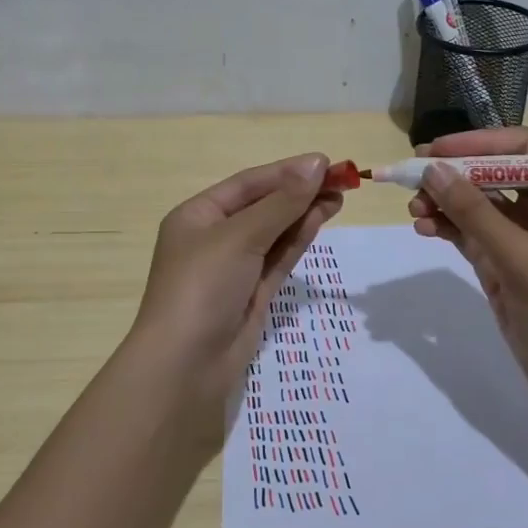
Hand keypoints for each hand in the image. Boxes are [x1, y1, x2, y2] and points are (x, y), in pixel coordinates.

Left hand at [127, 154, 343, 408]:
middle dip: (299, 192)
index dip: (286, 172)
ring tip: (340, 196)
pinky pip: (278, 258)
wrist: (185, 365)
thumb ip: (281, 203)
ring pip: (274, 232)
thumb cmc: (202, 286)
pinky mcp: (252, 294)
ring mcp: (234, 267)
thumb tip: (316, 164)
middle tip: (342, 180)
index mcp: (197, 216)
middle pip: (263, 206)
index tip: (325, 162)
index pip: (248, 184)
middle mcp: (214, 237)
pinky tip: (321, 219)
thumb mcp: (240, 237)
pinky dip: (298, 239)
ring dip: (304, 213)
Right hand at [407, 127, 527, 401]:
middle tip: (412, 177)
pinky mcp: (505, 263)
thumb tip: (433, 169)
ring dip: (445, 203)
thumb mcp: (517, 257)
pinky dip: (448, 228)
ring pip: (477, 205)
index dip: (479, 143)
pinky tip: (424, 229)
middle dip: (454, 175)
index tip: (437, 150)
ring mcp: (523, 238)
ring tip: (413, 211)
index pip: (522, 148)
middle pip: (493, 175)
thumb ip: (473, 211)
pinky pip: (471, 233)